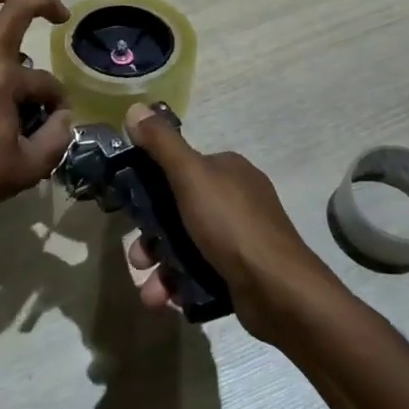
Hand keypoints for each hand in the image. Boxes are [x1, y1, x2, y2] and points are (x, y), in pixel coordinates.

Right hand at [121, 102, 327, 340]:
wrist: (279, 291)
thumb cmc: (231, 225)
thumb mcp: (191, 176)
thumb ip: (162, 144)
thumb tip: (135, 108)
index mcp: (227, 170)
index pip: (179, 168)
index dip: (149, 186)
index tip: (129, 207)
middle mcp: (235, 198)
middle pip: (177, 210)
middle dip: (151, 237)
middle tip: (137, 258)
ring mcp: (239, 237)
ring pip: (185, 245)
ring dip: (160, 267)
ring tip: (148, 291)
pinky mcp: (239, 271)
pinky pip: (199, 272)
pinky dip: (179, 284)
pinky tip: (166, 300)